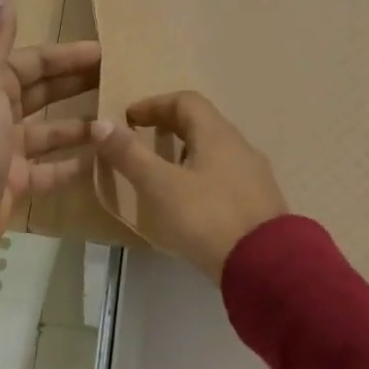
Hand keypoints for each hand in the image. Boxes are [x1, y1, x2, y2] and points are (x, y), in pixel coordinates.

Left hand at [0, 0, 100, 260]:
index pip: (33, 62)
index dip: (66, 55)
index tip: (104, 52)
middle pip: (42, 93)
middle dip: (76, 84)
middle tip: (117, 79)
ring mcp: (6, 151)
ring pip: (49, 132)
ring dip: (79, 125)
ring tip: (117, 118)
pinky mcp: (15, 184)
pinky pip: (50, 171)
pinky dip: (72, 165)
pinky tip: (101, 158)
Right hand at [92, 91, 287, 280]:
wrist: (266, 267)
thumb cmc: (207, 218)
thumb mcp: (160, 186)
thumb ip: (130, 154)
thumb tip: (101, 124)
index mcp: (217, 134)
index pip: (185, 101)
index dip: (154, 104)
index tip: (129, 118)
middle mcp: (240, 146)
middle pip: (202, 124)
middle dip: (169, 126)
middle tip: (142, 141)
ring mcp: (254, 176)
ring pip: (215, 151)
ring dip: (186, 153)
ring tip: (162, 174)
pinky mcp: (259, 204)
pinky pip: (225, 176)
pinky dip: (201, 176)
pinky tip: (190, 203)